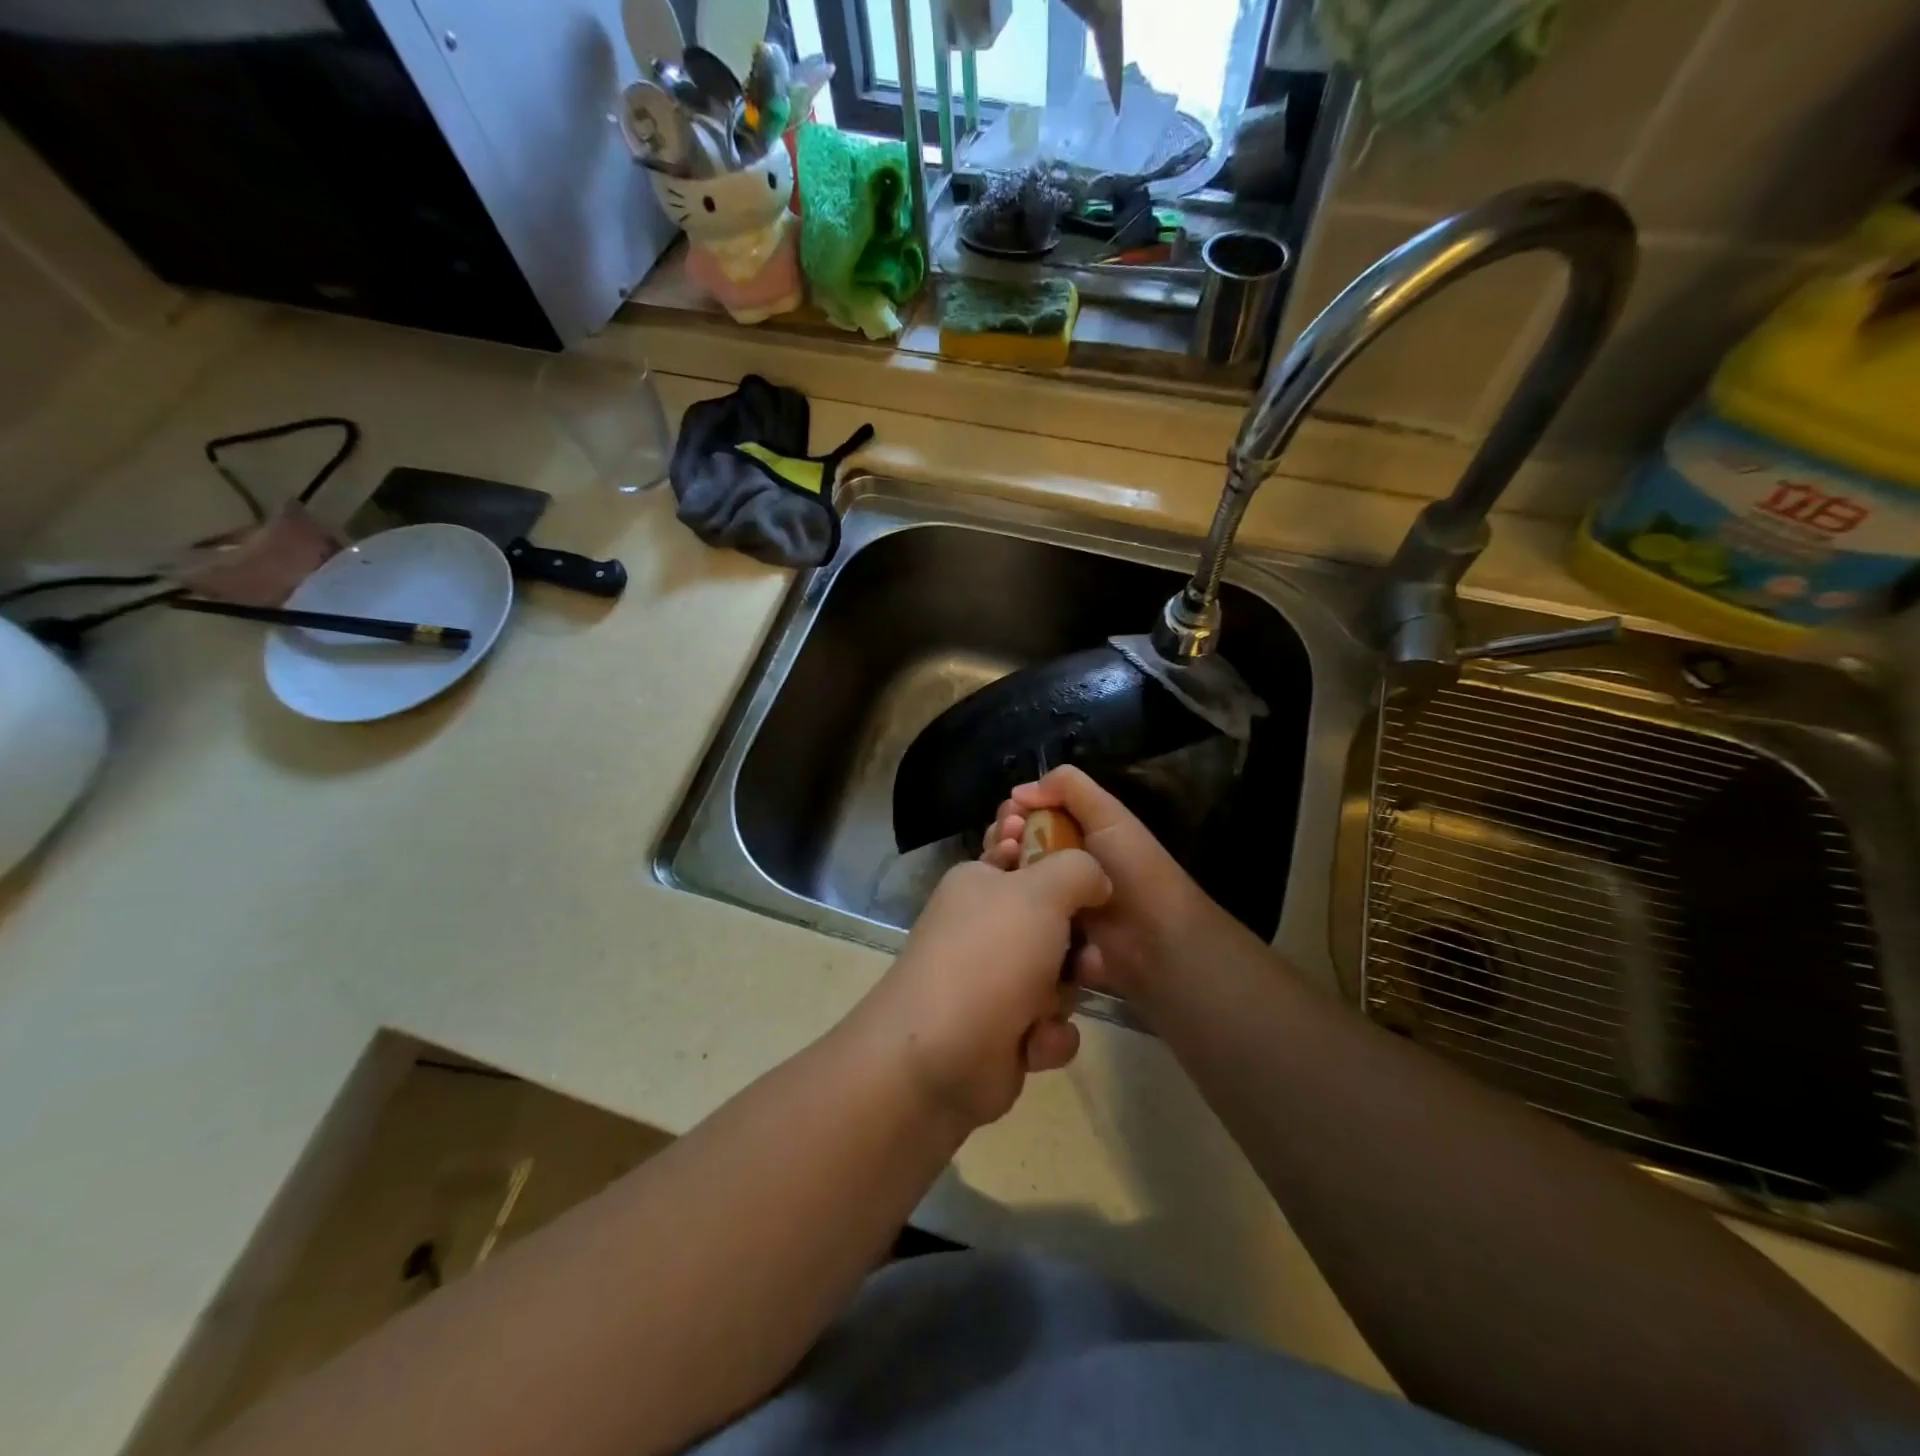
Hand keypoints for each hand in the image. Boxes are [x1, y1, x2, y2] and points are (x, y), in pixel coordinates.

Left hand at [849, 851, 1111, 1129]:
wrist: (940, 1056)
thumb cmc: (990, 956)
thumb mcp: (1041, 891)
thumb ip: (1079, 870)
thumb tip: (1096, 880)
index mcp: (979, 883)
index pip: (1022, 857)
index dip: (1056, 864)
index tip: (1087, 879)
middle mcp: (984, 929)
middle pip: (1053, 922)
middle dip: (1075, 944)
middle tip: (1084, 956)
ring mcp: (993, 982)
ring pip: (1059, 976)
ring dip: (1064, 994)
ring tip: (1050, 1007)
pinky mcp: (1004, 1034)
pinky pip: (1050, 1026)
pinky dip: (1048, 1037)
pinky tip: (1033, 1044)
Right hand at [983, 766, 1223, 1007]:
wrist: (1154, 943)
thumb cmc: (1135, 872)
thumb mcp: (1110, 817)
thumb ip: (1071, 788)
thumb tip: (1018, 791)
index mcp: (1073, 835)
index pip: (1028, 817)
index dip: (1013, 813)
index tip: (1008, 817)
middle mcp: (1056, 865)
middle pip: (1012, 846)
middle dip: (1001, 839)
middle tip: (1006, 843)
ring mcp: (1047, 902)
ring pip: (1008, 880)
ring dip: (999, 870)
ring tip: (1004, 867)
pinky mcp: (1040, 936)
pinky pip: (1013, 918)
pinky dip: (1003, 908)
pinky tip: (1000, 900)